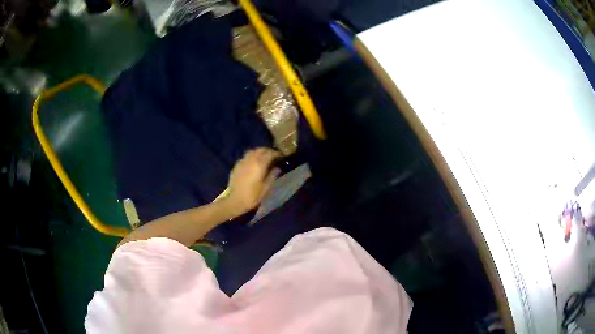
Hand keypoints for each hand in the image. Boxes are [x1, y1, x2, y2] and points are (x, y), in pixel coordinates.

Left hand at [224, 148, 280, 216]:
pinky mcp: (236, 165)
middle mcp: (250, 160)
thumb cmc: (252, 196)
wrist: (234, 201)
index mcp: (259, 164)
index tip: (281, 156)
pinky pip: (246, 157)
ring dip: (259, 152)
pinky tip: (253, 164)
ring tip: (263, 158)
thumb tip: (277, 168)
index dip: (277, 154)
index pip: (270, 153)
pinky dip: (251, 157)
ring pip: (252, 152)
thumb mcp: (266, 188)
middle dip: (268, 151)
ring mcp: (242, 162)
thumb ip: (272, 176)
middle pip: (260, 150)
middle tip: (273, 156)